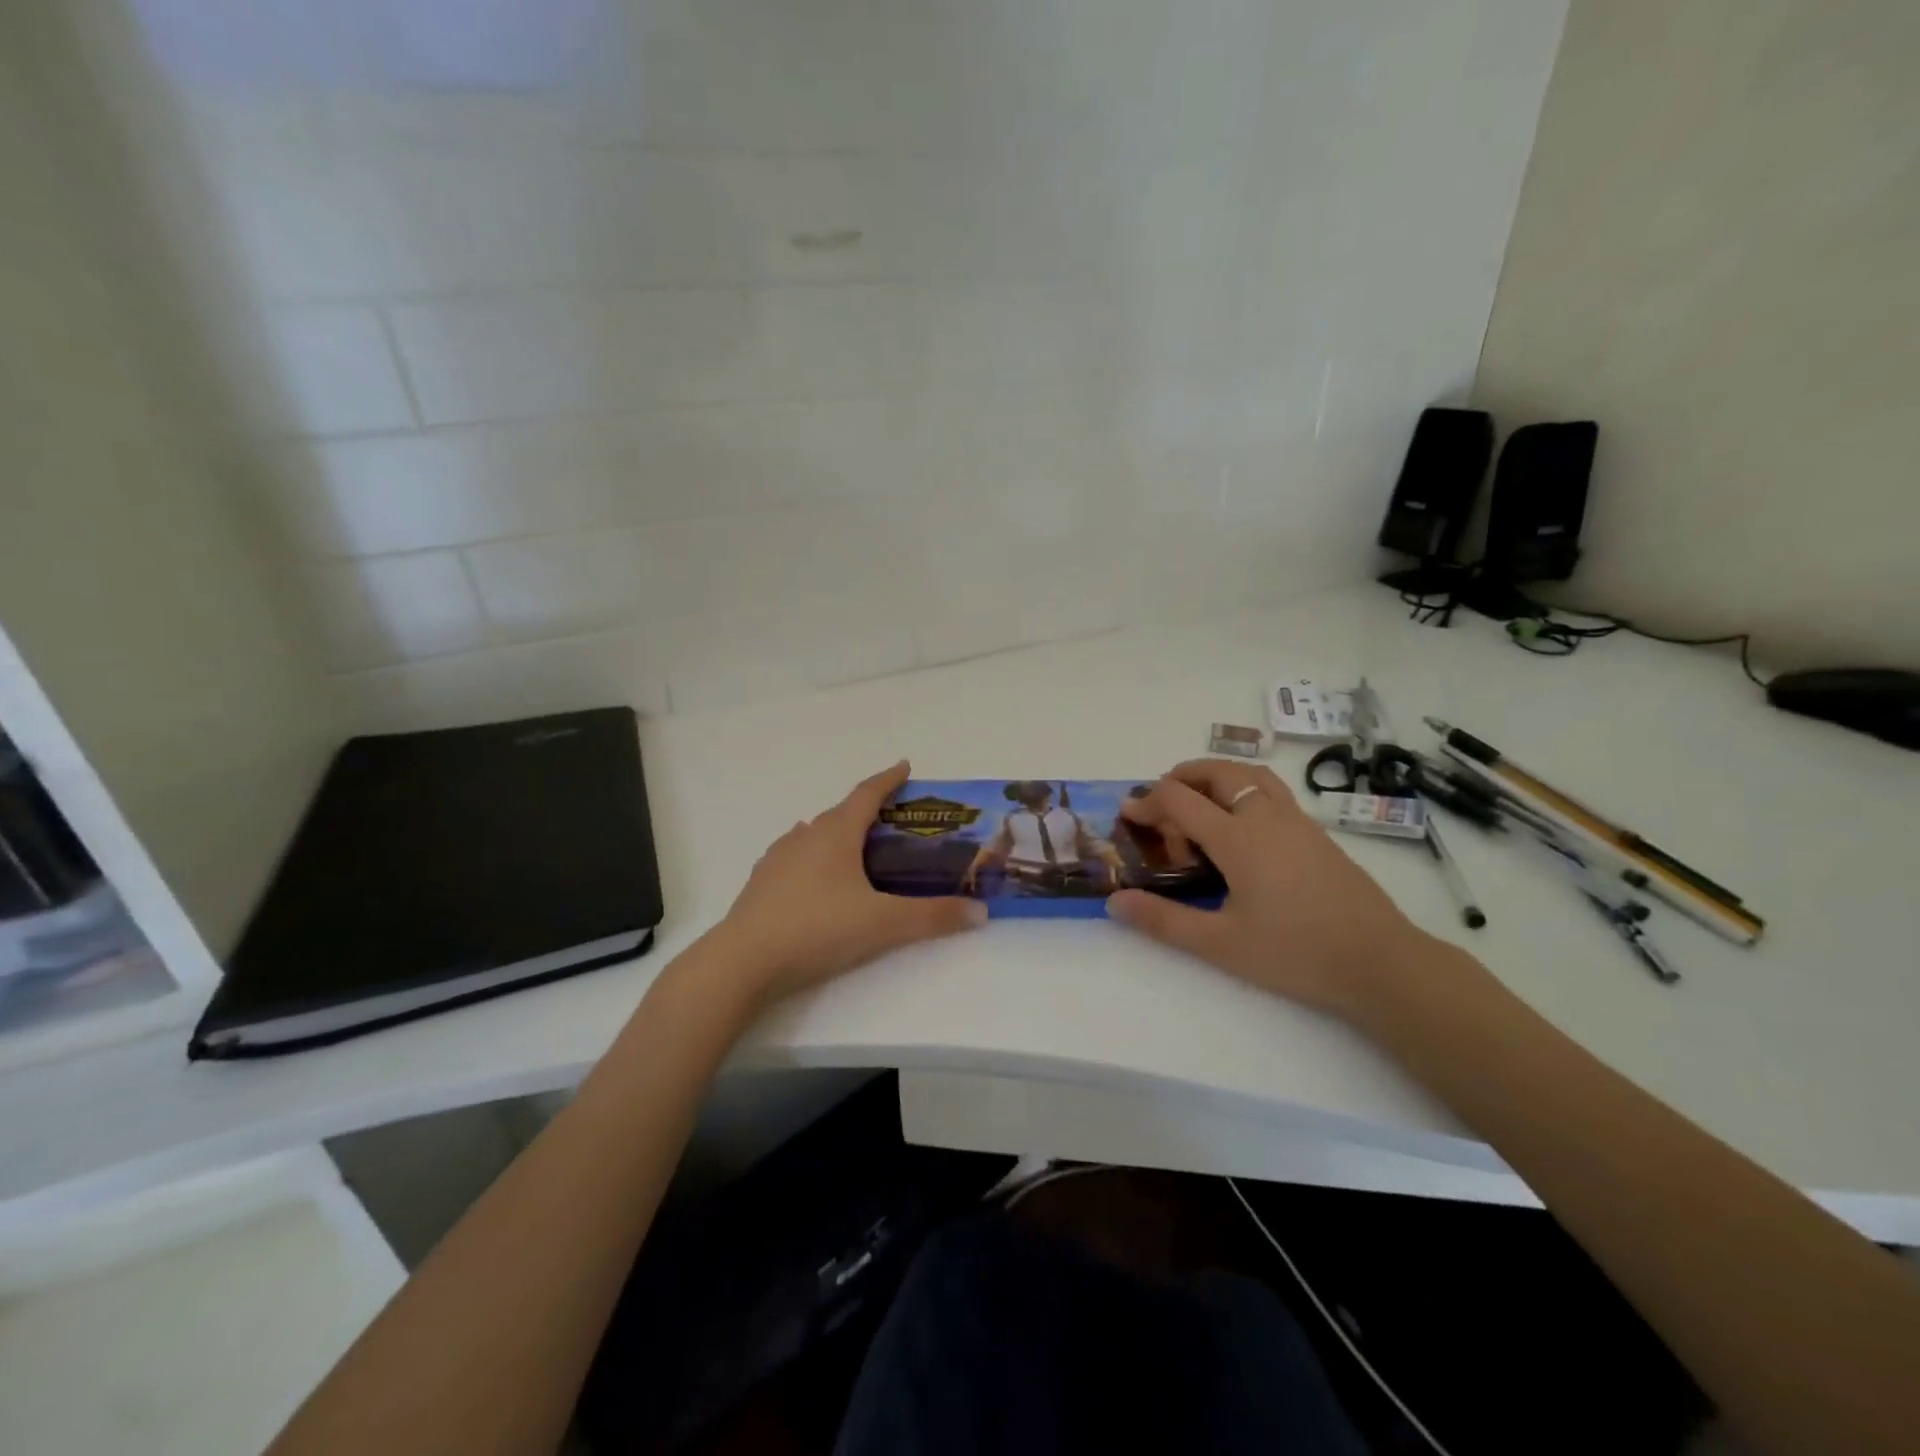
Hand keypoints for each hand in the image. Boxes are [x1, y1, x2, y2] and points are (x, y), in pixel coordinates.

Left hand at [715, 760, 986, 1002]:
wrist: (743, 961)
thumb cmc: (818, 929)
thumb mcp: (883, 924)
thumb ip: (933, 917)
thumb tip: (980, 913)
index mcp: (836, 833)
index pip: (867, 794)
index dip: (889, 778)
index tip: (905, 766)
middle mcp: (805, 836)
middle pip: (841, 813)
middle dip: (868, 810)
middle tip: (892, 821)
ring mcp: (778, 858)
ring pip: (815, 834)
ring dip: (838, 834)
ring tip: (857, 848)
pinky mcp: (762, 882)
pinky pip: (795, 857)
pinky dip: (814, 858)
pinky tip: (817, 878)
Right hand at [1106, 760, 1435, 1019]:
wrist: (1382, 963)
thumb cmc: (1296, 953)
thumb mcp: (1221, 944)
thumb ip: (1164, 921)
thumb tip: (1115, 903)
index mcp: (1237, 837)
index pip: (1179, 799)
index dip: (1147, 801)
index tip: (1127, 815)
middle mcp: (1265, 816)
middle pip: (1217, 772)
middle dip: (1181, 776)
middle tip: (1160, 801)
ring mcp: (1296, 821)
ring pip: (1250, 775)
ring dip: (1216, 776)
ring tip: (1198, 802)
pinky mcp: (1317, 834)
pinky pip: (1271, 792)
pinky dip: (1243, 791)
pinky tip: (1242, 830)